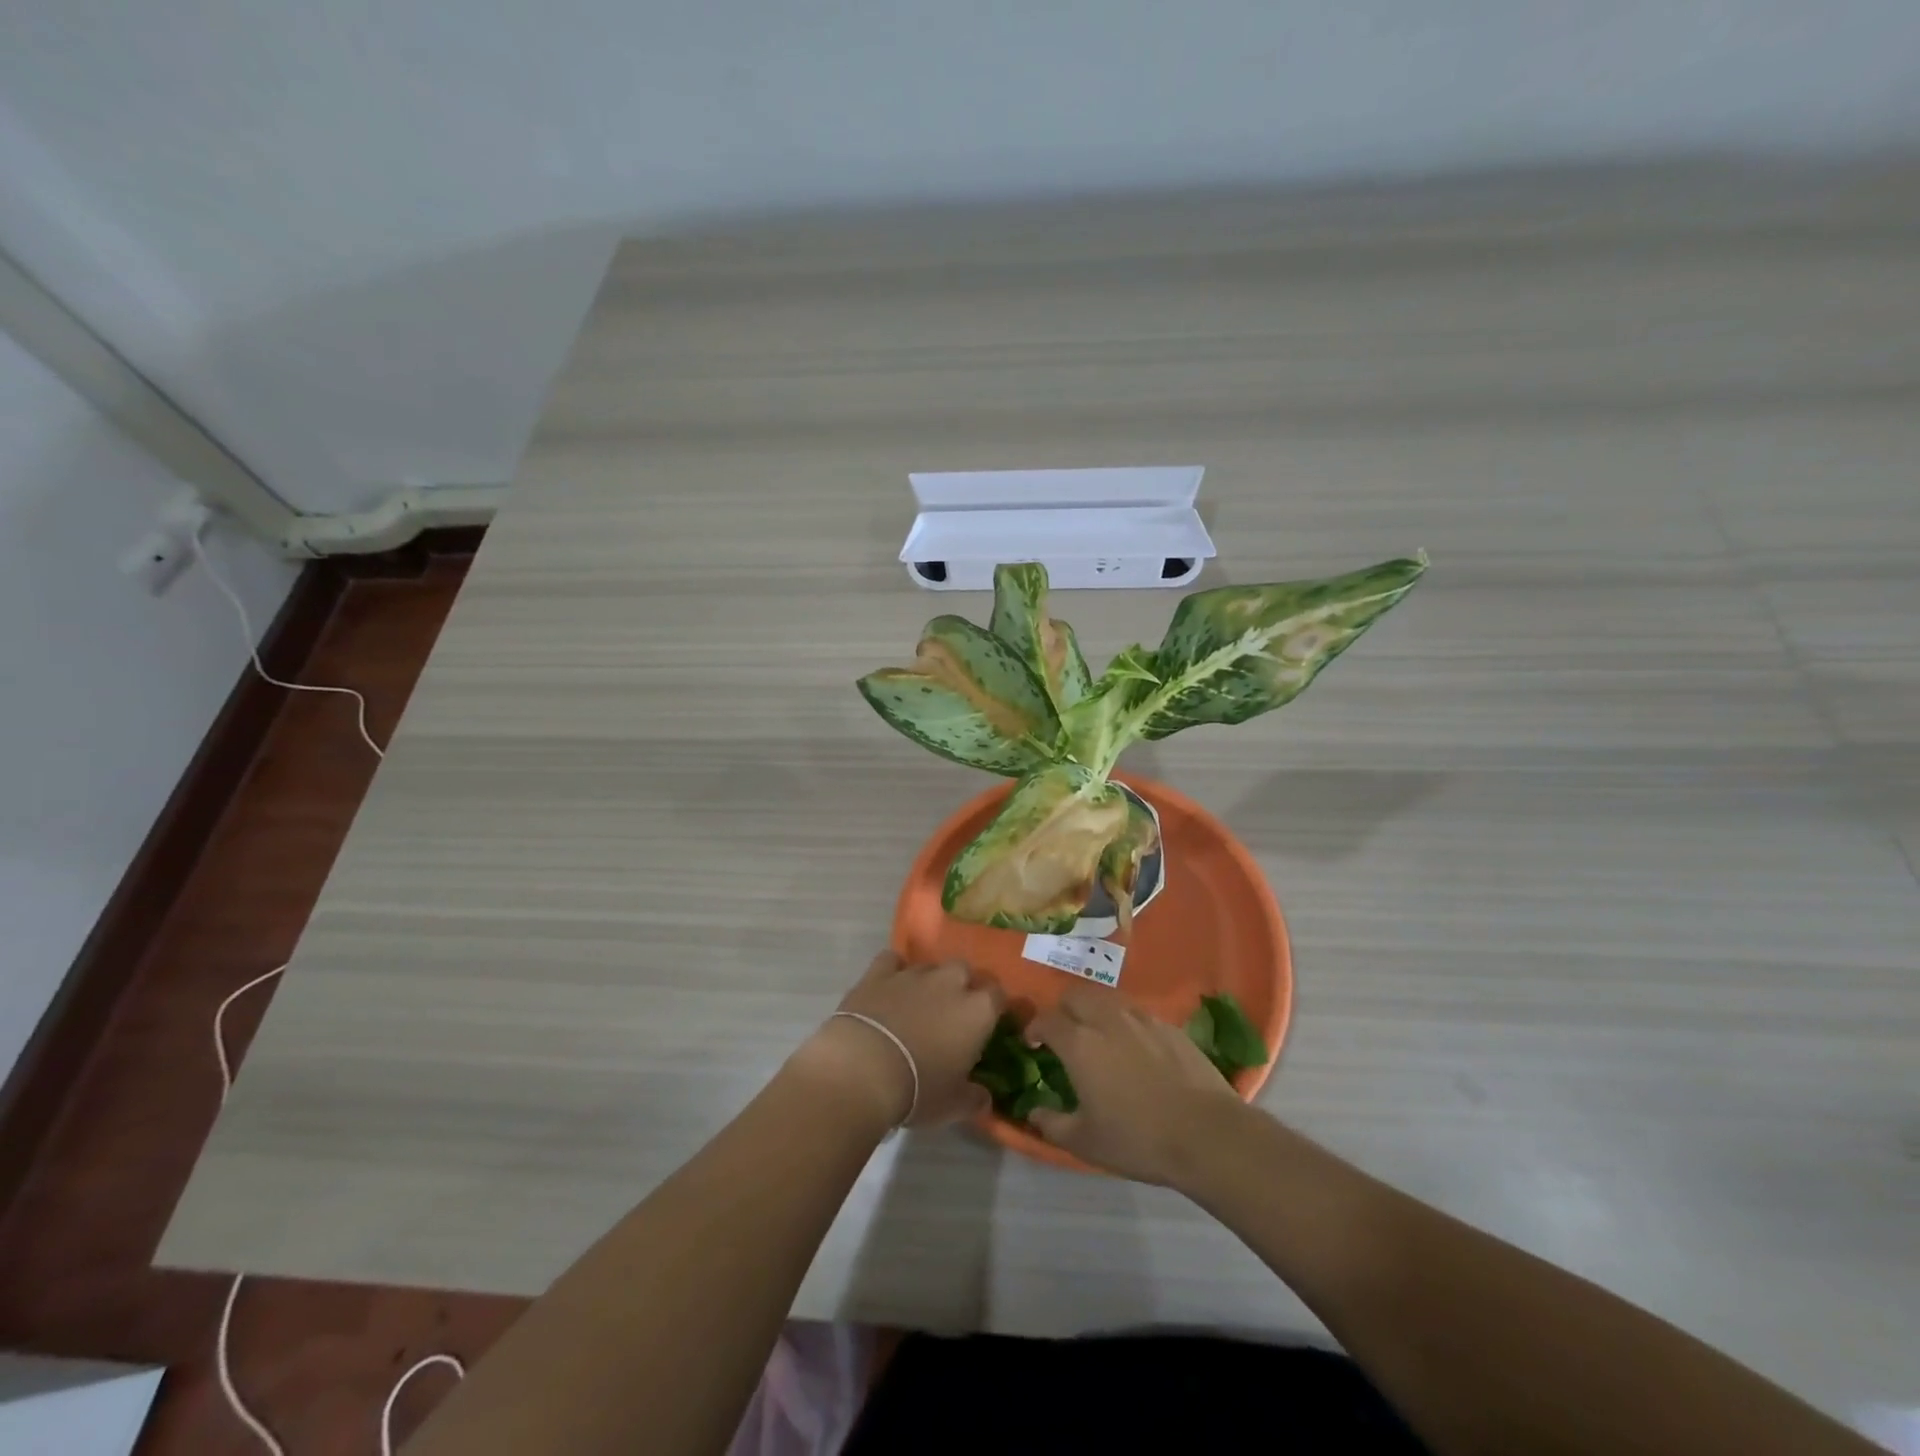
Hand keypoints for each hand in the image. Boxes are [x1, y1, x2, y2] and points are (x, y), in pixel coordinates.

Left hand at [790, 952, 1003, 1129]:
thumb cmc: (918, 1089)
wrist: (863, 1070)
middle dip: (961, 985)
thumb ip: (974, 1098)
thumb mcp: (954, 1105)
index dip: (993, 1007)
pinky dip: (893, 970)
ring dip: (929, 981)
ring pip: (930, 965)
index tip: (986, 1024)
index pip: (998, 995)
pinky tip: (888, 987)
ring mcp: (913, 974)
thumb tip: (984, 1098)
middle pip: (964, 970)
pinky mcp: (879, 973)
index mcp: (978, 1010)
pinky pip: (892, 960)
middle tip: (951, 1013)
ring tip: (917, 1004)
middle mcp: (950, 982)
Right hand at [1025, 986, 1245, 1184]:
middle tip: (1064, 1034)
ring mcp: (1141, 1018)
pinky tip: (1134, 1046)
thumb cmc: (1138, 1138)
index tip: (1033, 1043)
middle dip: (1063, 1009)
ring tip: (1098, 1035)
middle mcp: (1106, 1019)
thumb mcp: (1085, 1142)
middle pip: (1075, 995)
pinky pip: (1136, 1012)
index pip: (1046, 1019)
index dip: (1034, 1028)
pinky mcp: (1169, 1026)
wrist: (1206, 1133)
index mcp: (1079, 1043)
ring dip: (1094, 1010)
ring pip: (1107, 998)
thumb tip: (1034, 1112)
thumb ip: (1052, 1124)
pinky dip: (1125, 1021)